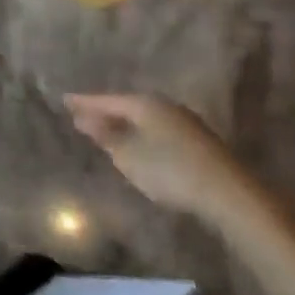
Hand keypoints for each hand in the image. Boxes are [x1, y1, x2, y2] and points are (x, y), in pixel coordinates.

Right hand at [64, 92, 254, 222]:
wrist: (230, 194)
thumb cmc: (170, 171)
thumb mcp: (128, 156)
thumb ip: (105, 136)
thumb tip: (83, 118)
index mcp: (144, 104)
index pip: (106, 100)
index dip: (84, 102)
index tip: (64, 100)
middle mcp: (164, 105)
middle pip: (127, 105)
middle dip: (105, 111)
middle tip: (84, 116)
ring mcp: (185, 122)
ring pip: (145, 118)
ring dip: (126, 124)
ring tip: (109, 130)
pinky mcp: (199, 141)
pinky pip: (159, 129)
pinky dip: (143, 133)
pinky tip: (141, 144)